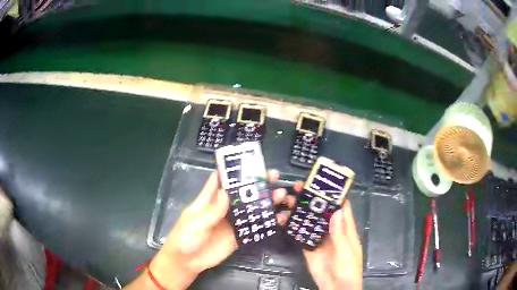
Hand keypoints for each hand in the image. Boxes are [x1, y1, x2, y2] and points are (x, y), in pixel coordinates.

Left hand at [132, 170, 283, 289]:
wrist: (187, 262)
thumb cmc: (185, 238)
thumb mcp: (195, 223)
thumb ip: (212, 211)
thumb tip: (226, 192)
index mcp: (208, 201)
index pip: (219, 181)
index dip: (231, 171)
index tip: (248, 162)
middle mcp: (222, 209)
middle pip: (240, 194)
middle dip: (255, 185)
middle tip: (272, 176)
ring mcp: (231, 224)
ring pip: (249, 210)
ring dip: (263, 203)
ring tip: (279, 195)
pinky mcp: (237, 238)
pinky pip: (252, 229)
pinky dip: (264, 224)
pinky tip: (277, 218)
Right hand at [275, 182, 362, 289]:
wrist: (335, 288)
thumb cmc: (348, 270)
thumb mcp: (346, 252)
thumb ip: (340, 234)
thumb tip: (337, 211)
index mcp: (345, 229)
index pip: (341, 206)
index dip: (333, 193)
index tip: (321, 182)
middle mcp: (332, 231)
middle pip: (322, 211)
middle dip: (312, 199)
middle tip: (297, 188)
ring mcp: (319, 239)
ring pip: (310, 221)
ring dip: (300, 211)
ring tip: (287, 200)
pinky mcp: (309, 248)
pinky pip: (301, 235)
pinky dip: (293, 227)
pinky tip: (284, 219)